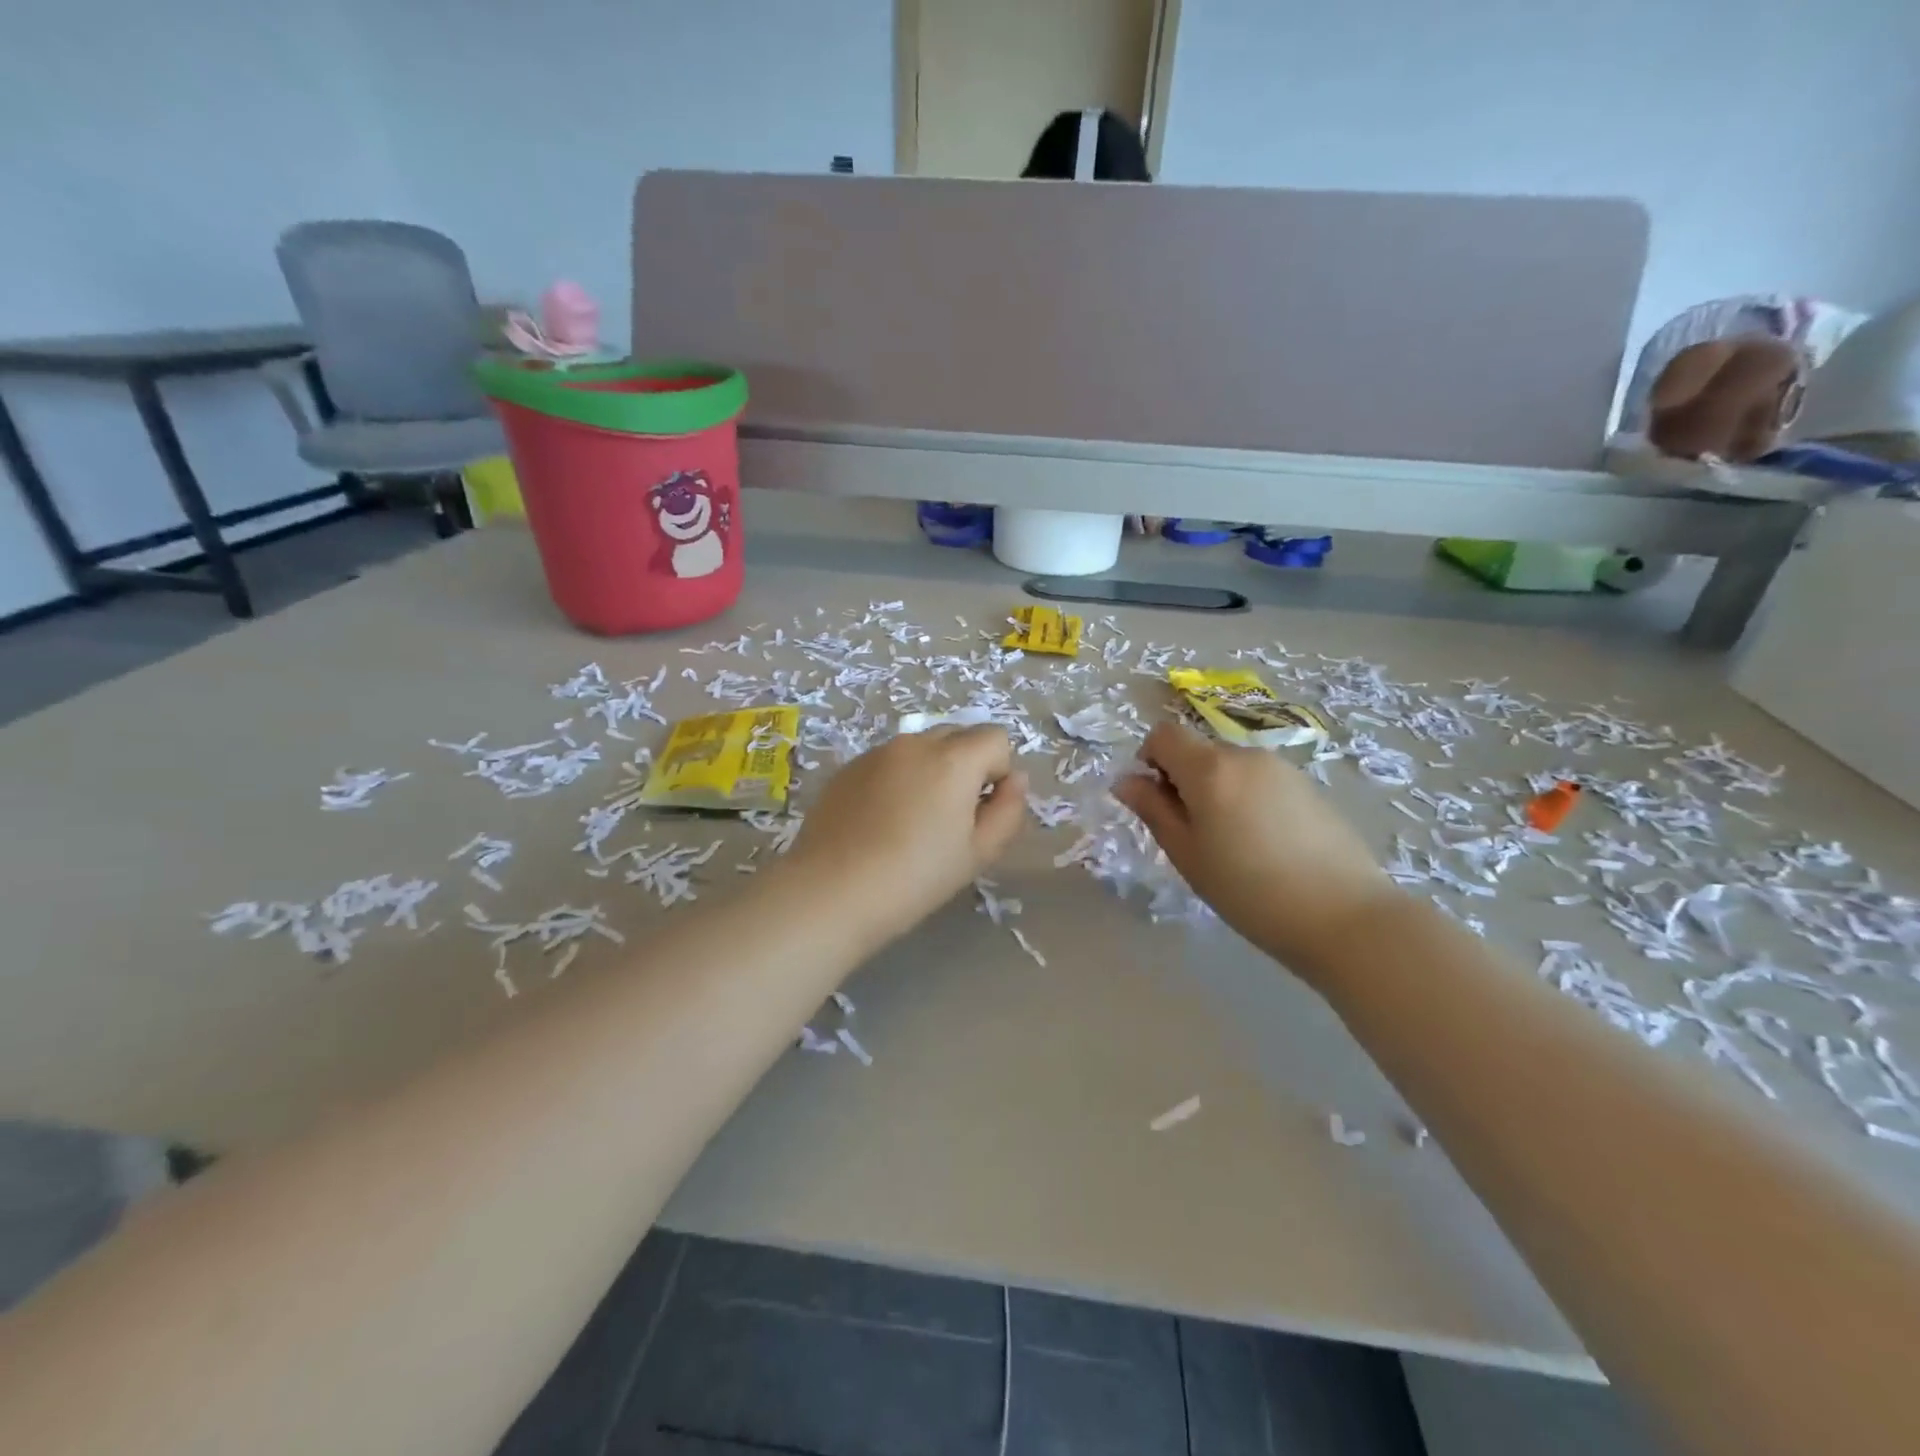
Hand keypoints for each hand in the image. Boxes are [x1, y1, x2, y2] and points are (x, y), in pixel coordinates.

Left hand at [789, 726, 1027, 943]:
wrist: (832, 891)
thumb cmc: (916, 877)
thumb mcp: (978, 853)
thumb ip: (1008, 810)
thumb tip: (1014, 780)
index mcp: (954, 759)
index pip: (996, 738)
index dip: (997, 773)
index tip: (981, 811)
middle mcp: (915, 743)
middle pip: (957, 735)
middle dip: (966, 766)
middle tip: (951, 816)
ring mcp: (876, 752)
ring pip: (920, 748)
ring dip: (929, 771)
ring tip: (912, 821)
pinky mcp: (847, 768)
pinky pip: (887, 762)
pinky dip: (896, 779)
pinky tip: (880, 822)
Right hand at [1113, 722, 1394, 976]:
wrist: (1344, 916)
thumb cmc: (1248, 890)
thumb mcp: (1187, 854)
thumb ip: (1152, 810)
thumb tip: (1125, 780)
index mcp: (1209, 768)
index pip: (1163, 735)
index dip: (1149, 760)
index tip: (1157, 801)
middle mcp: (1245, 755)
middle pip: (1198, 750)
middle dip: (1183, 780)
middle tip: (1193, 833)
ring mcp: (1282, 768)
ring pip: (1230, 766)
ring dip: (1217, 790)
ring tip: (1232, 843)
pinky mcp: (1309, 786)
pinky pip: (1260, 780)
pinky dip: (1248, 799)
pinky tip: (1266, 844)